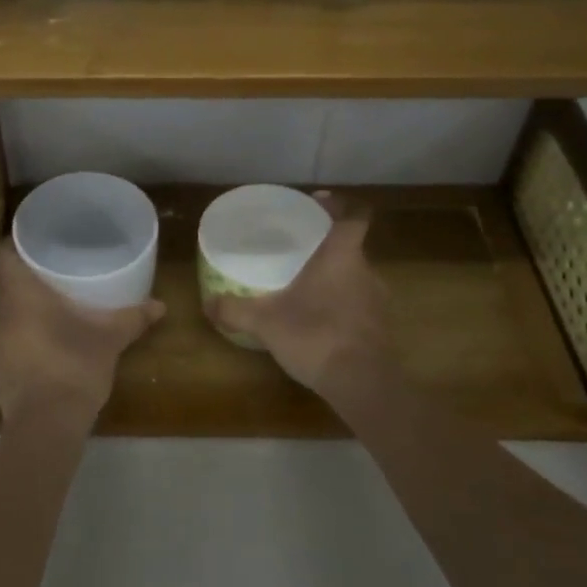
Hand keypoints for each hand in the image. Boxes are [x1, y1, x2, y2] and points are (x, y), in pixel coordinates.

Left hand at [0, 242, 163, 436]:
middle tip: (41, 264)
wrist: (45, 425)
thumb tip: (161, 305)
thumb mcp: (109, 339)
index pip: (2, 254)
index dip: (14, 243)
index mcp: (19, 293)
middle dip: (13, 269)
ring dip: (10, 299)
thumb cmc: (73, 367)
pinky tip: (35, 332)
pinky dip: (12, 326)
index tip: (34, 240)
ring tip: (38, 295)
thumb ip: (133, 318)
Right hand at [207, 194, 396, 411]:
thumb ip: (235, 310)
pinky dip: (342, 306)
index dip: (338, 206)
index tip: (317, 203)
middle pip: (351, 247)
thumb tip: (207, 303)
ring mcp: (378, 302)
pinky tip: (320, 319)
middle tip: (299, 249)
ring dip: (335, 277)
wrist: (363, 383)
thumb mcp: (265, 322)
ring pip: (355, 277)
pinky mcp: (380, 329)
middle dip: (327, 246)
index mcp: (342, 256)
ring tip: (307, 285)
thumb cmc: (316, 335)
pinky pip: (359, 305)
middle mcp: (366, 271)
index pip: (353, 217)